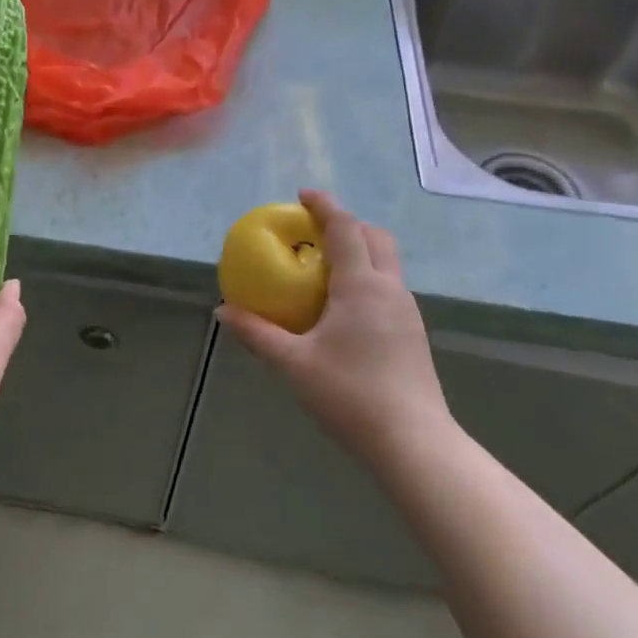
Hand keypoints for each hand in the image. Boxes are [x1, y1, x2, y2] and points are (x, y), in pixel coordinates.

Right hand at [216, 189, 450, 464]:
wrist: (414, 444)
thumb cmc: (350, 395)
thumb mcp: (293, 363)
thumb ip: (257, 333)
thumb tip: (223, 311)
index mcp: (362, 286)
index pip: (345, 229)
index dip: (324, 206)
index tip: (303, 194)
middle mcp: (389, 289)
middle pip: (375, 237)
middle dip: (347, 224)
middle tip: (313, 231)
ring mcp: (407, 311)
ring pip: (386, 262)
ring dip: (359, 250)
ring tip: (324, 265)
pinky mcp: (412, 333)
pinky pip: (388, 286)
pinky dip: (366, 276)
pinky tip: (343, 306)